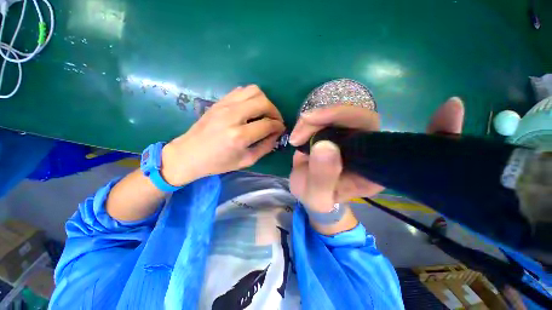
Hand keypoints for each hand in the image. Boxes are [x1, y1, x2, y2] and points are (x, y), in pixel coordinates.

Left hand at [161, 85, 284, 185]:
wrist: (189, 154)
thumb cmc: (218, 163)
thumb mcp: (246, 161)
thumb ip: (265, 147)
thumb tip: (276, 134)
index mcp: (239, 136)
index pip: (268, 124)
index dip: (278, 126)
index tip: (281, 129)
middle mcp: (233, 116)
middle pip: (263, 102)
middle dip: (275, 111)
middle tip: (275, 120)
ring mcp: (224, 105)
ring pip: (253, 90)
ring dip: (264, 101)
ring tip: (264, 113)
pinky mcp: (219, 101)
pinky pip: (241, 90)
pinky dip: (251, 97)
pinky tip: (251, 108)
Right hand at [289, 97, 464, 212]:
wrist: (309, 192)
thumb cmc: (317, 199)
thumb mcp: (317, 196)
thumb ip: (322, 177)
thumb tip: (325, 146)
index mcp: (374, 169)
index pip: (405, 147)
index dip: (434, 132)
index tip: (450, 107)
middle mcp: (368, 149)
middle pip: (362, 119)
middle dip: (329, 116)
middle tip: (302, 130)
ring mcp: (350, 137)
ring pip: (340, 114)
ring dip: (315, 119)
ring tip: (296, 138)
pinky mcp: (334, 132)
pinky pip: (326, 117)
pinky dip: (311, 120)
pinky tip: (300, 130)